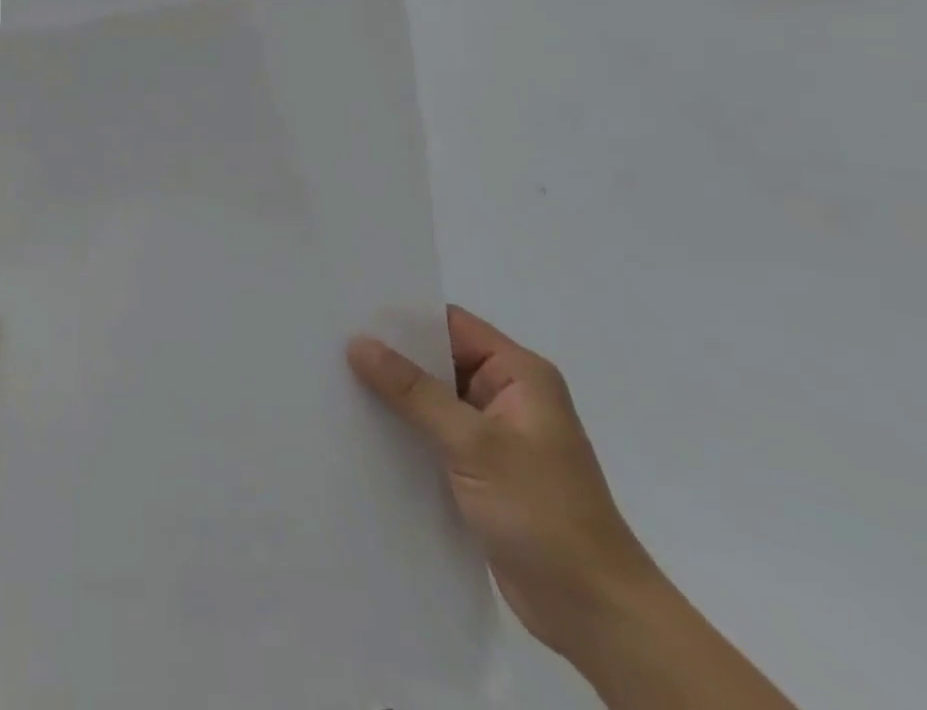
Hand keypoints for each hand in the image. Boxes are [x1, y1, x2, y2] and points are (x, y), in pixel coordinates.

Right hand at [347, 305, 659, 657]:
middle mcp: (505, 395)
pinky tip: (360, 429)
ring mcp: (493, 435)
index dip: (402, 316)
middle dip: (390, 355)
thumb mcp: (474, 443)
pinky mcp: (480, 470)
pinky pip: (432, 434)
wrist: (596, 615)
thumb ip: (414, 391)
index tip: (350, 312)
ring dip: (392, 396)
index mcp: (519, 374)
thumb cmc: (544, 513)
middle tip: (330, 343)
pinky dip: (403, 430)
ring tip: (334, 381)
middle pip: (437, 359)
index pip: (451, 324)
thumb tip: (358, 343)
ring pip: (430, 399)